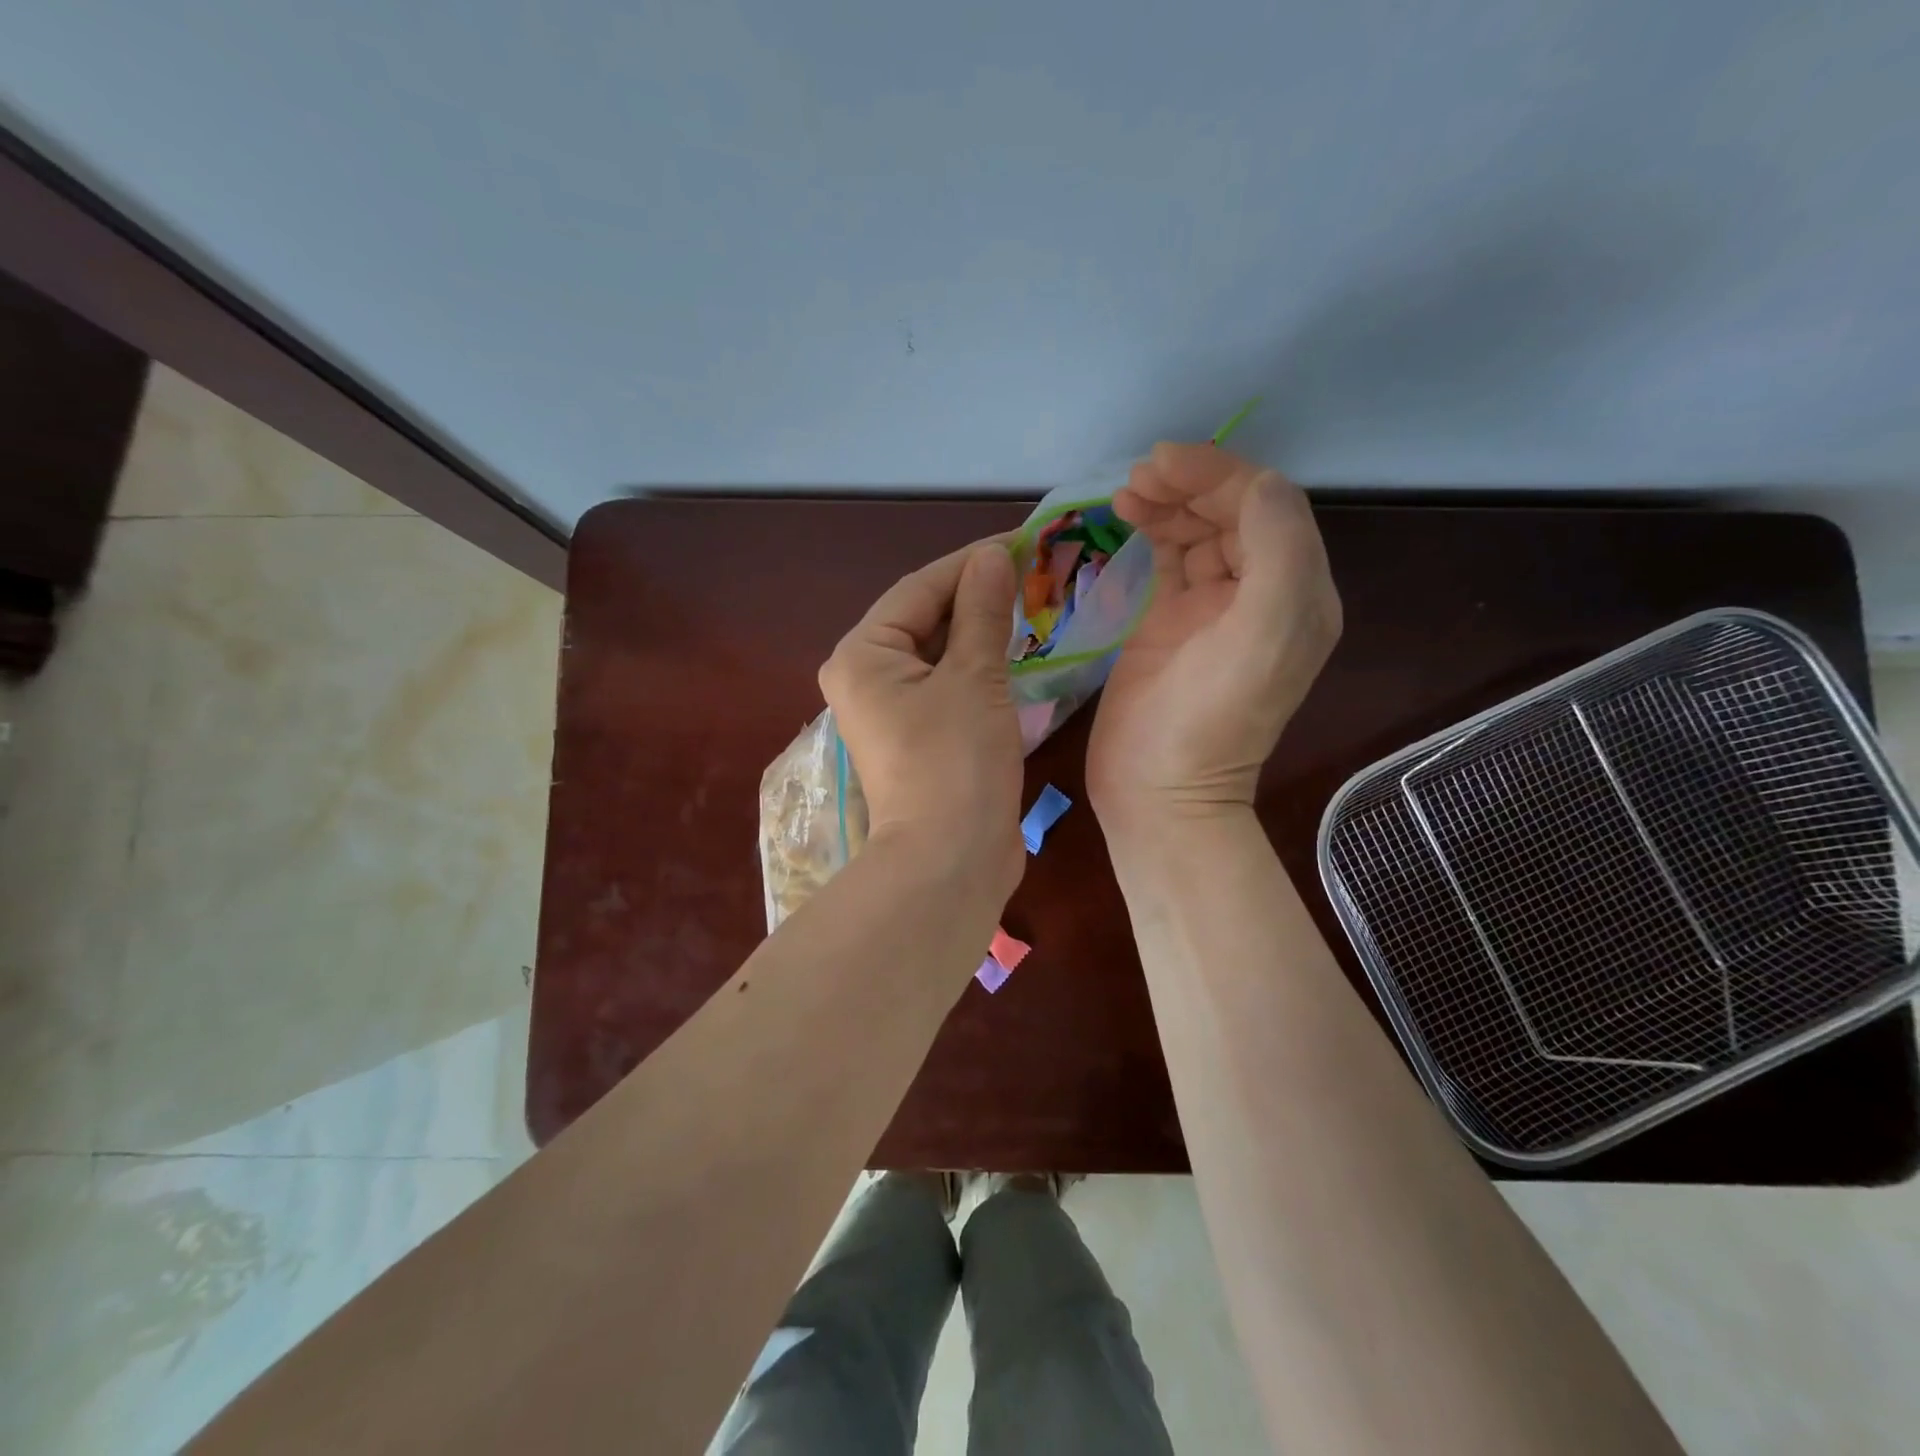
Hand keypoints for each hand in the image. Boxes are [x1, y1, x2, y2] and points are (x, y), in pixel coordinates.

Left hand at [820, 540, 1025, 901]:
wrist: (950, 861)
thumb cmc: (955, 762)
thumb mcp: (973, 677)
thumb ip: (982, 612)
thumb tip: (993, 556)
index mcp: (863, 654)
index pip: (919, 589)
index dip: (970, 563)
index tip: (1020, 543)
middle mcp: (866, 677)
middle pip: (924, 619)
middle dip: (976, 596)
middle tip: (1032, 573)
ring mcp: (890, 710)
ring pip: (938, 652)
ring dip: (980, 630)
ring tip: (1030, 604)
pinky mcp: (917, 736)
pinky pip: (947, 684)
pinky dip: (978, 666)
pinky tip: (1014, 652)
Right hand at [1088, 443, 1340, 829]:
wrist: (1157, 794)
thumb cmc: (1207, 722)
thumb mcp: (1262, 637)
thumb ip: (1278, 552)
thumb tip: (1258, 484)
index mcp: (1297, 594)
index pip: (1267, 507)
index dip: (1219, 475)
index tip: (1161, 463)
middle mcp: (1261, 595)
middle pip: (1233, 513)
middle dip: (1190, 484)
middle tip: (1138, 477)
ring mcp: (1212, 610)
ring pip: (1199, 531)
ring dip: (1169, 503)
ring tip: (1126, 493)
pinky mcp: (1170, 624)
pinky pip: (1170, 559)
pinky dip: (1153, 531)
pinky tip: (1128, 518)